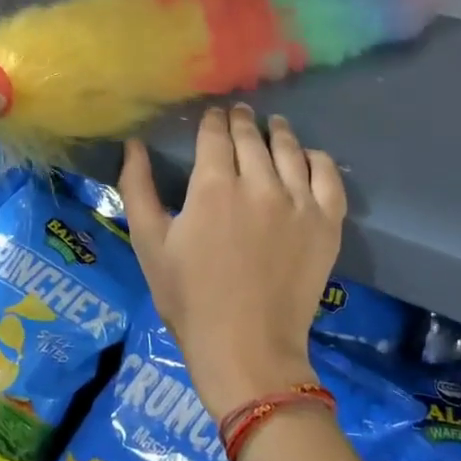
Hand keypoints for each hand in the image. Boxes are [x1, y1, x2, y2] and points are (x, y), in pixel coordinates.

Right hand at [120, 104, 345, 419]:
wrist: (246, 347)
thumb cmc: (189, 299)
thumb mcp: (150, 244)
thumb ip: (138, 188)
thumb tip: (133, 144)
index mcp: (213, 187)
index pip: (215, 136)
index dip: (212, 121)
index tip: (212, 115)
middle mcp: (259, 184)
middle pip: (252, 137)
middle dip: (241, 121)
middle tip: (238, 114)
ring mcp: (298, 202)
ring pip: (289, 149)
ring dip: (278, 132)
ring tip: (274, 125)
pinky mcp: (326, 223)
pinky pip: (327, 175)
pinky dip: (316, 159)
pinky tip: (308, 156)